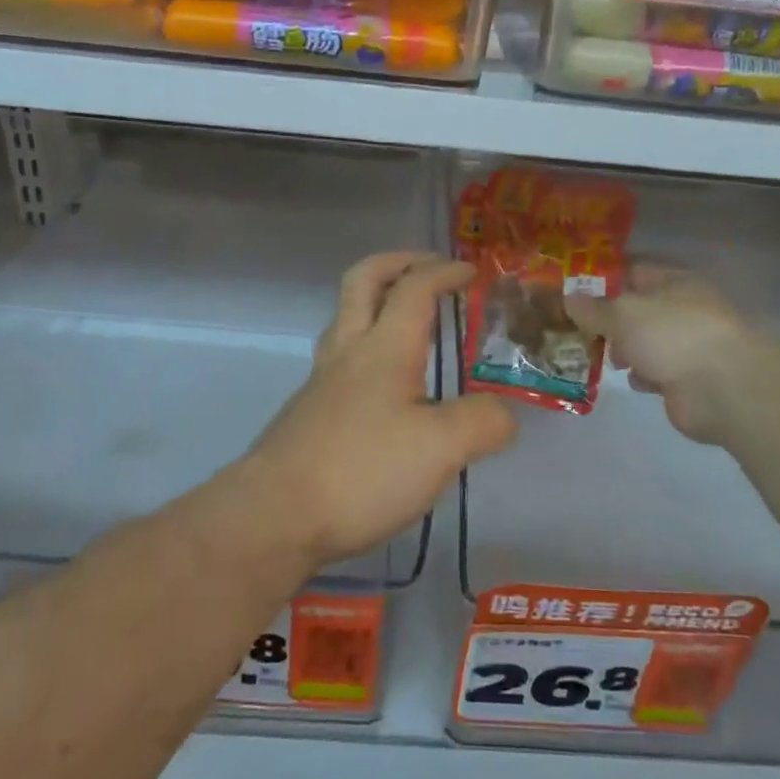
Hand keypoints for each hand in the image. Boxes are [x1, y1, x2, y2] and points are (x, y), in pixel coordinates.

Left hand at [232, 252, 517, 567]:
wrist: (275, 515)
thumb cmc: (362, 470)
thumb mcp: (441, 449)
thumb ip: (483, 423)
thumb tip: (503, 413)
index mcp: (384, 347)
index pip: (414, 288)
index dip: (444, 271)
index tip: (473, 272)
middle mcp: (349, 351)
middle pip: (363, 281)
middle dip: (396, 263)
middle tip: (427, 266)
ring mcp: (323, 380)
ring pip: (346, 317)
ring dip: (377, 301)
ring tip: (410, 320)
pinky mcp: (310, 411)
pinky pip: (342, 356)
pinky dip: (368, 345)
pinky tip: (388, 385)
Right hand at [566, 263, 750, 446]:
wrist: (721, 388)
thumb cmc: (671, 335)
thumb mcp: (623, 313)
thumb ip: (593, 307)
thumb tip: (568, 297)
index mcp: (672, 281)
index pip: (632, 269)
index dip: (602, 276)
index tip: (570, 286)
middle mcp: (681, 308)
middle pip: (636, 307)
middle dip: (607, 317)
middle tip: (575, 324)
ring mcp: (685, 343)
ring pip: (643, 340)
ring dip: (623, 348)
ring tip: (598, 354)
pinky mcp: (686, 377)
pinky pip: (654, 370)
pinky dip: (641, 374)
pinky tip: (629, 378)